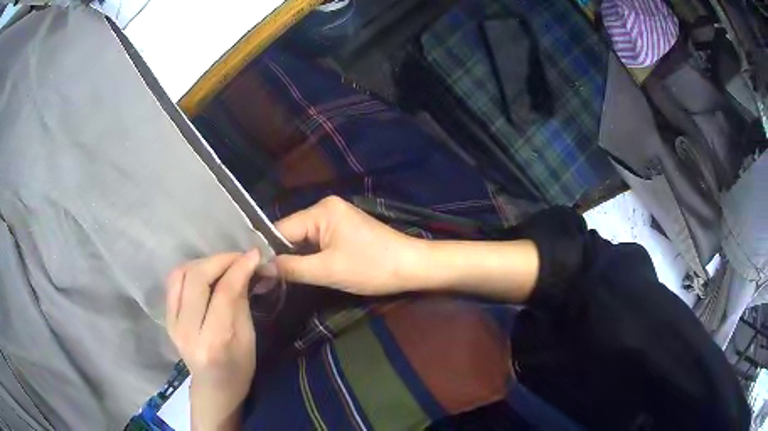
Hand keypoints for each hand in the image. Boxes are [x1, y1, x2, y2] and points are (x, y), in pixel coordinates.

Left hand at [165, 251, 259, 430]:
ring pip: (181, 274)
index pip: (223, 293)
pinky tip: (205, 273)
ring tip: (223, 265)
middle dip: (220, 260)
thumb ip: (241, 301)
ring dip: (204, 262)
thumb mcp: (249, 339)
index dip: (239, 268)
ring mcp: (172, 323)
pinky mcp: (166, 317)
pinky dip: (190, 270)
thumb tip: (246, 267)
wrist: (213, 388)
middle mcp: (187, 330)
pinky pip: (174, 282)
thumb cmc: (238, 369)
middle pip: (196, 278)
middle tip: (240, 258)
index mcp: (213, 342)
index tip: (255, 254)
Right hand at [275, 196, 424, 295]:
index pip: (281, 229)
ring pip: (304, 239)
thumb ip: (291, 268)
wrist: (412, 267)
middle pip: (292, 232)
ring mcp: (336, 217)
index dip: (267, 251)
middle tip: (264, 279)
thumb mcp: (327, 270)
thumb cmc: (371, 267)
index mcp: (321, 210)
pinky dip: (309, 256)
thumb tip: (260, 267)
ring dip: (294, 258)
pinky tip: (299, 270)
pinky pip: (317, 241)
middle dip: (281, 255)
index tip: (253, 272)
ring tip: (276, 278)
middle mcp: (326, 207)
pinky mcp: (344, 229)